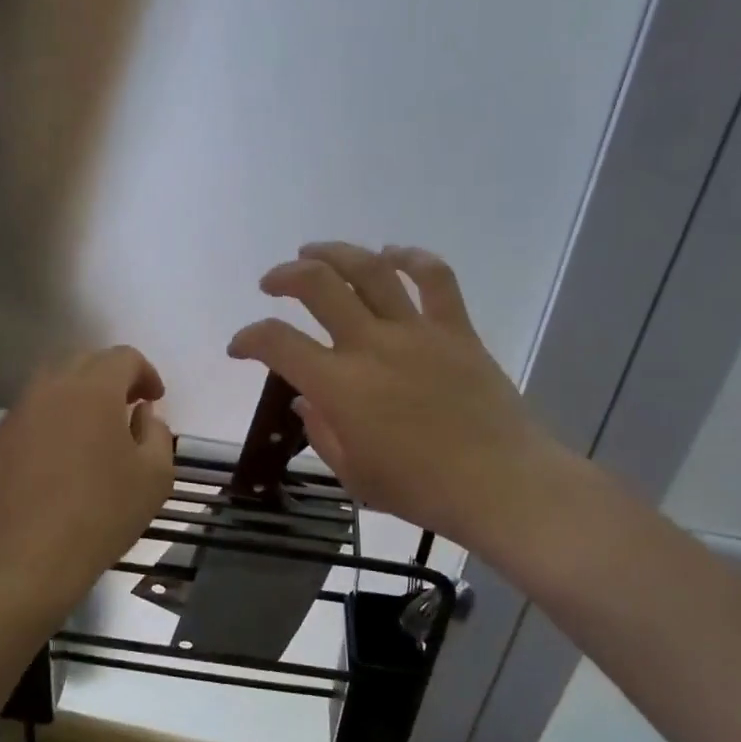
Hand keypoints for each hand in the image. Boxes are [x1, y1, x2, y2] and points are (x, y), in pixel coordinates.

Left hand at [0, 345, 173, 604]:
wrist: (31, 555)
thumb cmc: (103, 511)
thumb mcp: (155, 475)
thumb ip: (157, 432)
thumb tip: (142, 414)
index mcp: (94, 388)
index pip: (124, 357)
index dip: (146, 373)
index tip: (155, 401)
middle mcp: (52, 387)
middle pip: (86, 361)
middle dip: (112, 377)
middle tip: (128, 408)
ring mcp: (20, 412)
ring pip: (54, 383)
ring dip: (80, 394)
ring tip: (95, 428)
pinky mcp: (1, 439)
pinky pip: (34, 412)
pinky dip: (54, 418)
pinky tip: (64, 454)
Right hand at [228, 244, 583, 557]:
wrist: (500, 484)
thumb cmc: (420, 489)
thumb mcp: (354, 475)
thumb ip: (322, 434)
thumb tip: (307, 402)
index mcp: (339, 385)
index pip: (277, 343)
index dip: (248, 338)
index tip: (240, 347)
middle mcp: (372, 345)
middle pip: (318, 285)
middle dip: (284, 276)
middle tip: (272, 283)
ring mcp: (416, 331)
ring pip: (370, 269)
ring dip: (336, 253)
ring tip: (315, 252)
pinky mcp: (456, 329)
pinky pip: (435, 278)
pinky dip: (412, 258)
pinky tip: (393, 254)